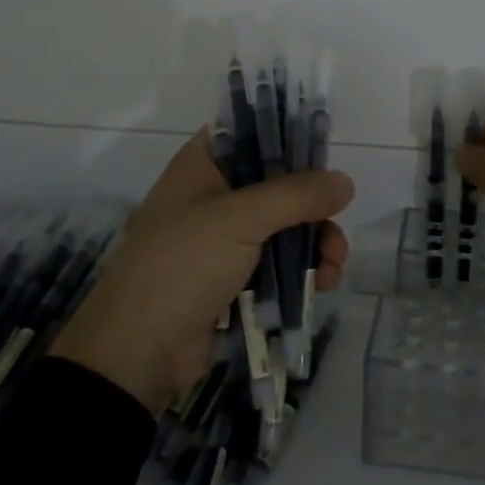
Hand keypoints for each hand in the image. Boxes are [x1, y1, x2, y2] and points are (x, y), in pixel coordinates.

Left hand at [50, 130, 353, 413]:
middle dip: (313, 205)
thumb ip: (296, 195)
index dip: (287, 135)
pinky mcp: (234, 278)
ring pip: (284, 226)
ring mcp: (223, 239)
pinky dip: (302, 270)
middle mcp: (213, 195)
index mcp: (202, 165)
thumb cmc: (183, 265)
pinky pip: (278, 263)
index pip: (250, 132)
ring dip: (315, 242)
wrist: (139, 352)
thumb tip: (345, 182)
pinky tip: (322, 284)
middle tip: (336, 224)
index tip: (324, 150)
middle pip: (277, 183)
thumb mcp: (240, 219)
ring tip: (332, 266)